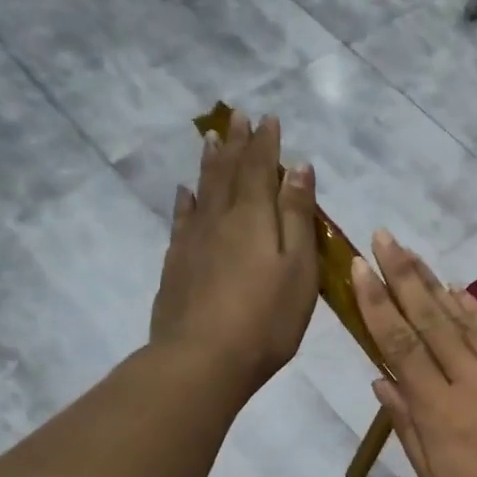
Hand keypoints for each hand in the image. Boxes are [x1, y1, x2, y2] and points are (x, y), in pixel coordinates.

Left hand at [150, 111, 316, 398]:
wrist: (203, 359)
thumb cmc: (267, 319)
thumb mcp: (299, 268)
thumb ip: (298, 217)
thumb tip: (298, 168)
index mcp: (254, 217)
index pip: (260, 168)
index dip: (266, 143)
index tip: (269, 118)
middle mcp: (220, 219)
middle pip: (228, 172)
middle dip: (237, 144)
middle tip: (238, 117)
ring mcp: (193, 241)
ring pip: (203, 190)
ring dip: (211, 163)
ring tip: (212, 139)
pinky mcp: (177, 265)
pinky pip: (182, 220)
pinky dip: (186, 201)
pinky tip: (186, 193)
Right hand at [351, 231, 476, 476]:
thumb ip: (409, 428)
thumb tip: (383, 380)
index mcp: (439, 410)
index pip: (401, 346)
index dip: (377, 304)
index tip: (359, 268)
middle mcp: (469, 380)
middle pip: (430, 320)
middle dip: (403, 276)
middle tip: (384, 237)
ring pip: (463, 321)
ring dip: (434, 285)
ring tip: (412, 254)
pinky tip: (461, 291)